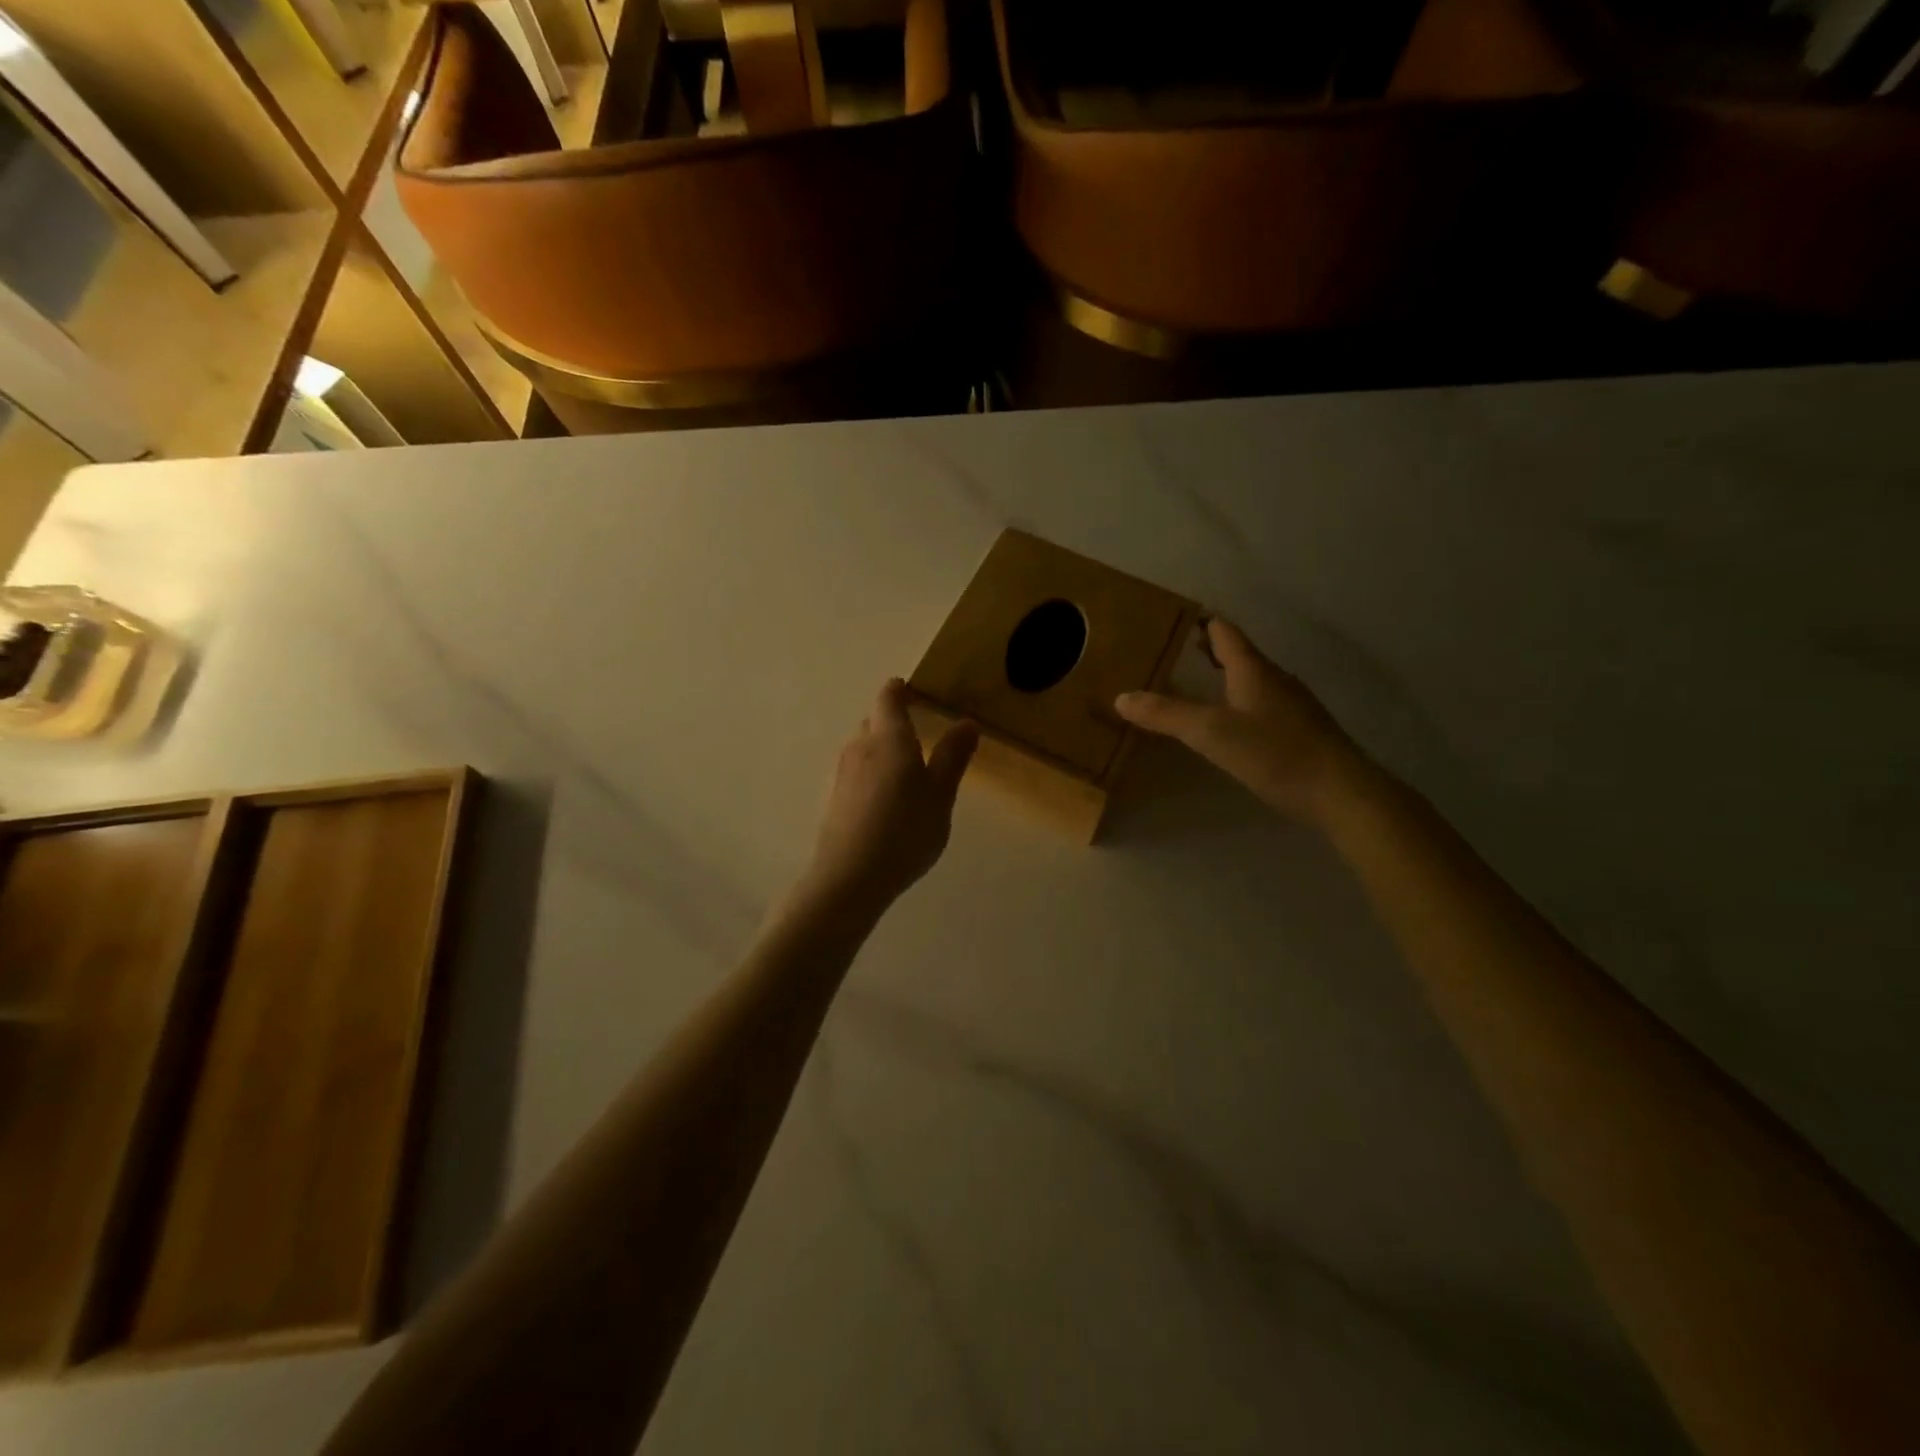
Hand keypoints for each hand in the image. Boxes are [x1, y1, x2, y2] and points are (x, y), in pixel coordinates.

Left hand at [804, 679, 977, 913]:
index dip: (900, 690)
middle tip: (918, 736)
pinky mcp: (831, 798)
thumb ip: (953, 757)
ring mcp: (840, 773)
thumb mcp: (940, 795)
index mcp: (889, 738)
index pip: (888, 698)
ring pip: (861, 748)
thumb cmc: (905, 830)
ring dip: (880, 750)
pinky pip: (854, 773)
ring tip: (903, 772)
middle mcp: (859, 747)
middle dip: (892, 722)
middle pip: (872, 721)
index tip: (912, 691)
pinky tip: (883, 802)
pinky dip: (869, 775)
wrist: (850, 877)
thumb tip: (966, 722)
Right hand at [1115, 618, 1364, 821]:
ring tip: (1195, 682)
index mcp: (1253, 669)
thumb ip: (1166, 714)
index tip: (1173, 617)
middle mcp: (1274, 678)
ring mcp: (1291, 704)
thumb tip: (1121, 697)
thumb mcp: (1211, 733)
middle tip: (1174, 649)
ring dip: (1224, 675)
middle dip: (1208, 648)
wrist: (1341, 792)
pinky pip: (1262, 702)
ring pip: (1251, 678)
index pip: (1224, 631)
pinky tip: (1229, 721)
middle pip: (1238, 653)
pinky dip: (1238, 699)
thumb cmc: (1275, 753)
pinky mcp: (1300, 729)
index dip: (1200, 621)